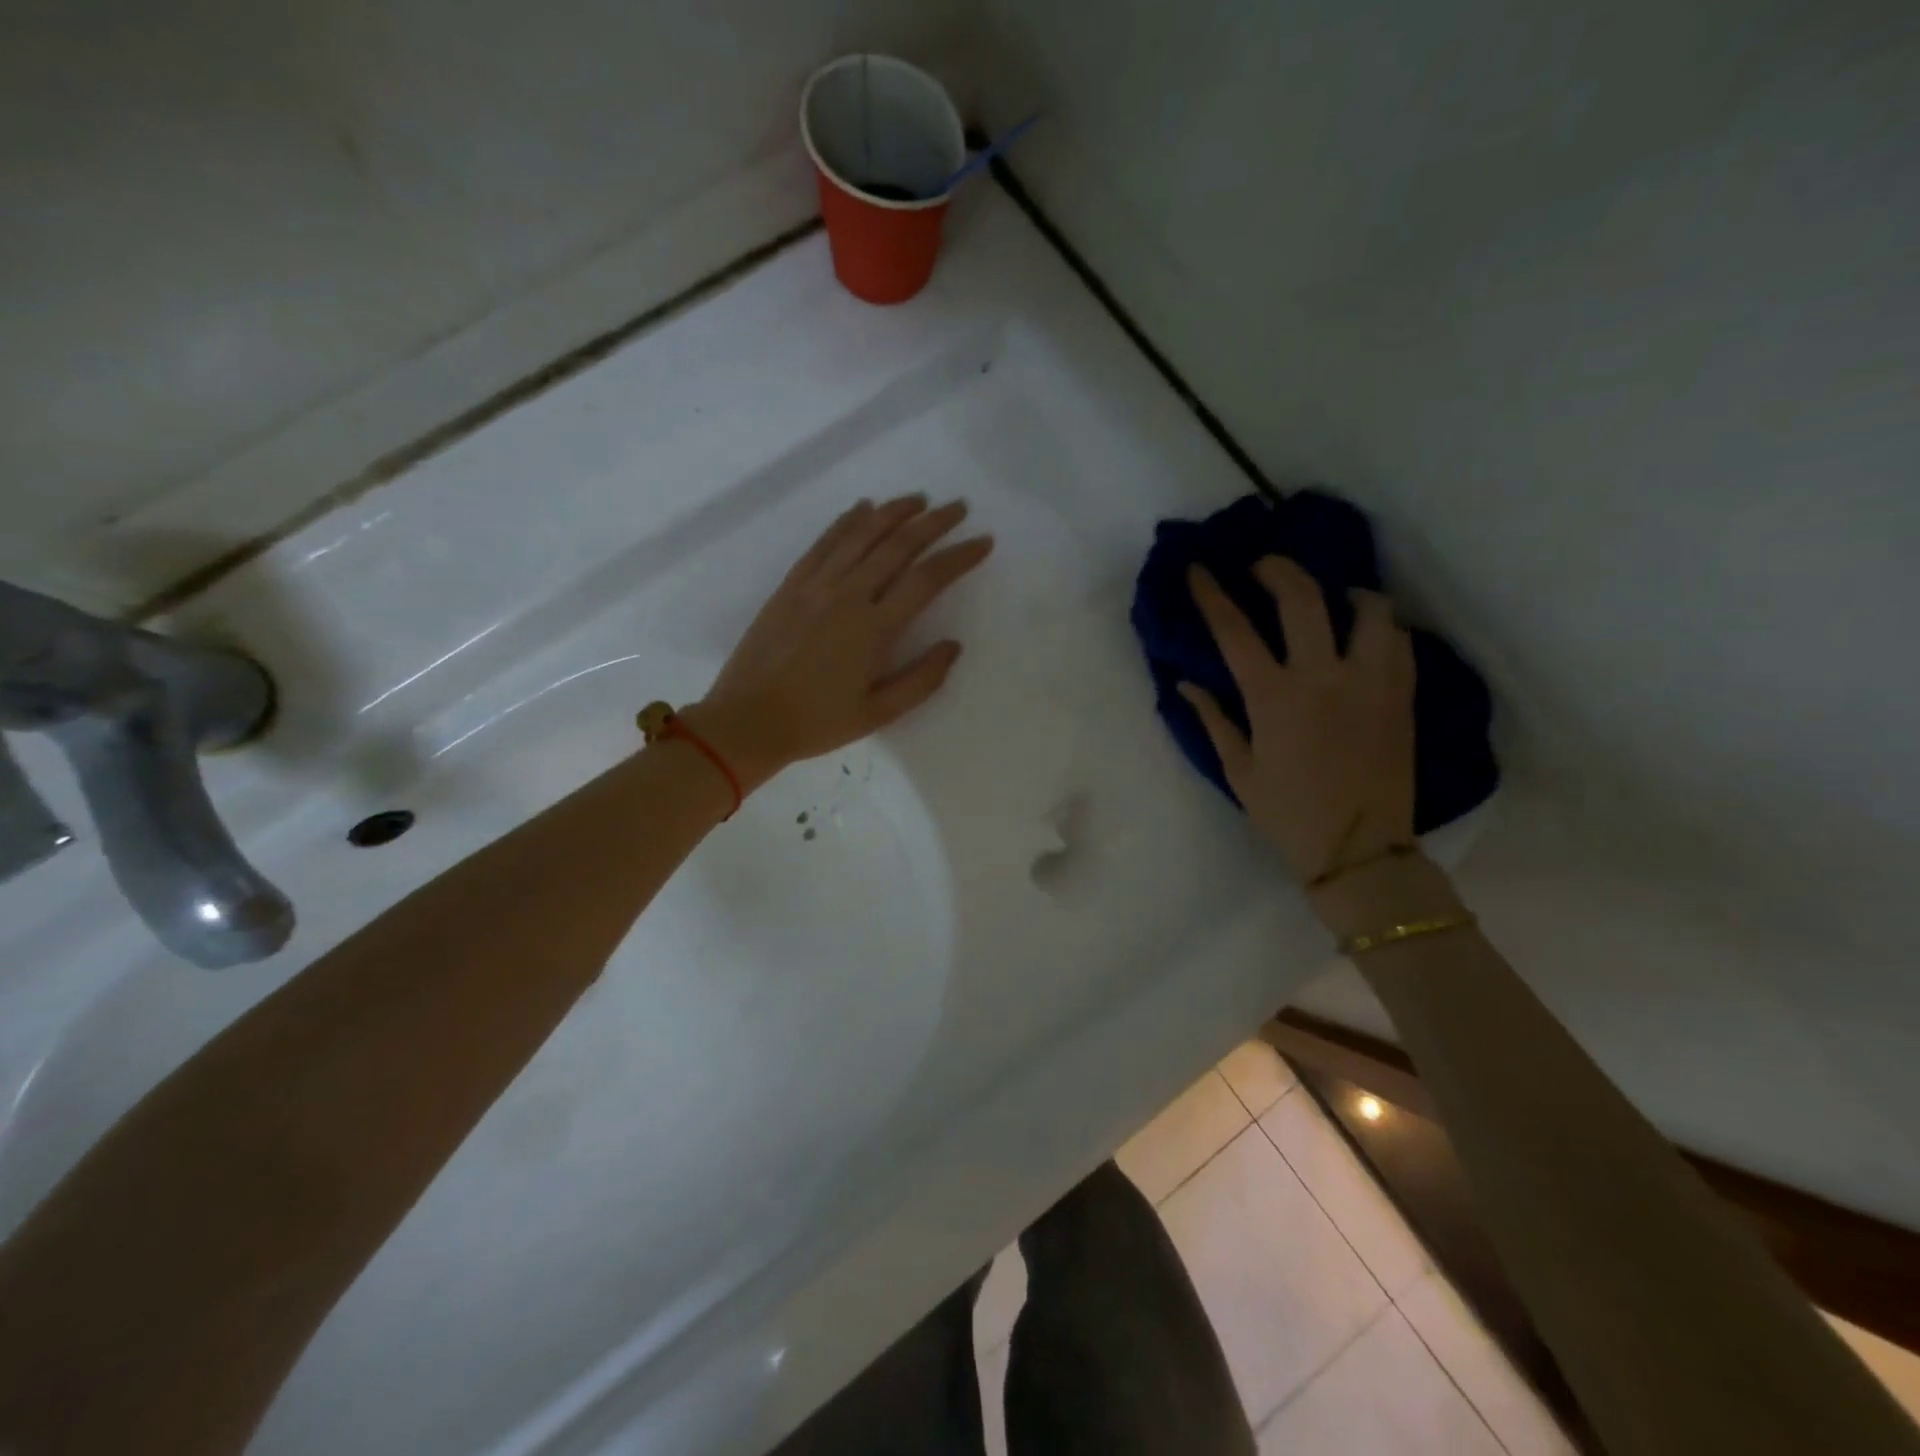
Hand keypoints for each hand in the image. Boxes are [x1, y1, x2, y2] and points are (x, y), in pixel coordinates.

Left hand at [685, 495, 993, 791]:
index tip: (983, 542)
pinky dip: (847, 521)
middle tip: (958, 507)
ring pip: (861, 535)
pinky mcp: (791, 585)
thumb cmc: (818, 722)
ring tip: (919, 499)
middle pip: (898, 545)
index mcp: (874, 628)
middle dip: (933, 523)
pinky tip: (864, 507)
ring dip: (894, 512)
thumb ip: (921, 679)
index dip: (959, 557)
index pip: (927, 579)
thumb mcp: (879, 713)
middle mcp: (847, 595)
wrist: (748, 720)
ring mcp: (816, 585)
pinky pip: (824, 543)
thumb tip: (953, 646)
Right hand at [1181, 558, 1415, 882]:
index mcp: (1274, 699)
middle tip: (1263, 566)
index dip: (1212, 594)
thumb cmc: (1287, 813)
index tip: (1198, 569)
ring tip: (1331, 597)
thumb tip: (1185, 683)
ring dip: (1344, 591)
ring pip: (1368, 608)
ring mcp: (1370, 682)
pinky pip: (1397, 639)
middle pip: (1302, 599)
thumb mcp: (1238, 771)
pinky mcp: (1401, 694)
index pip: (1234, 631)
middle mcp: (1323, 678)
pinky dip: (1379, 624)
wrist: (1360, 849)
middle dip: (1277, 569)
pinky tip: (1365, 632)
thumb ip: (1212, 719)